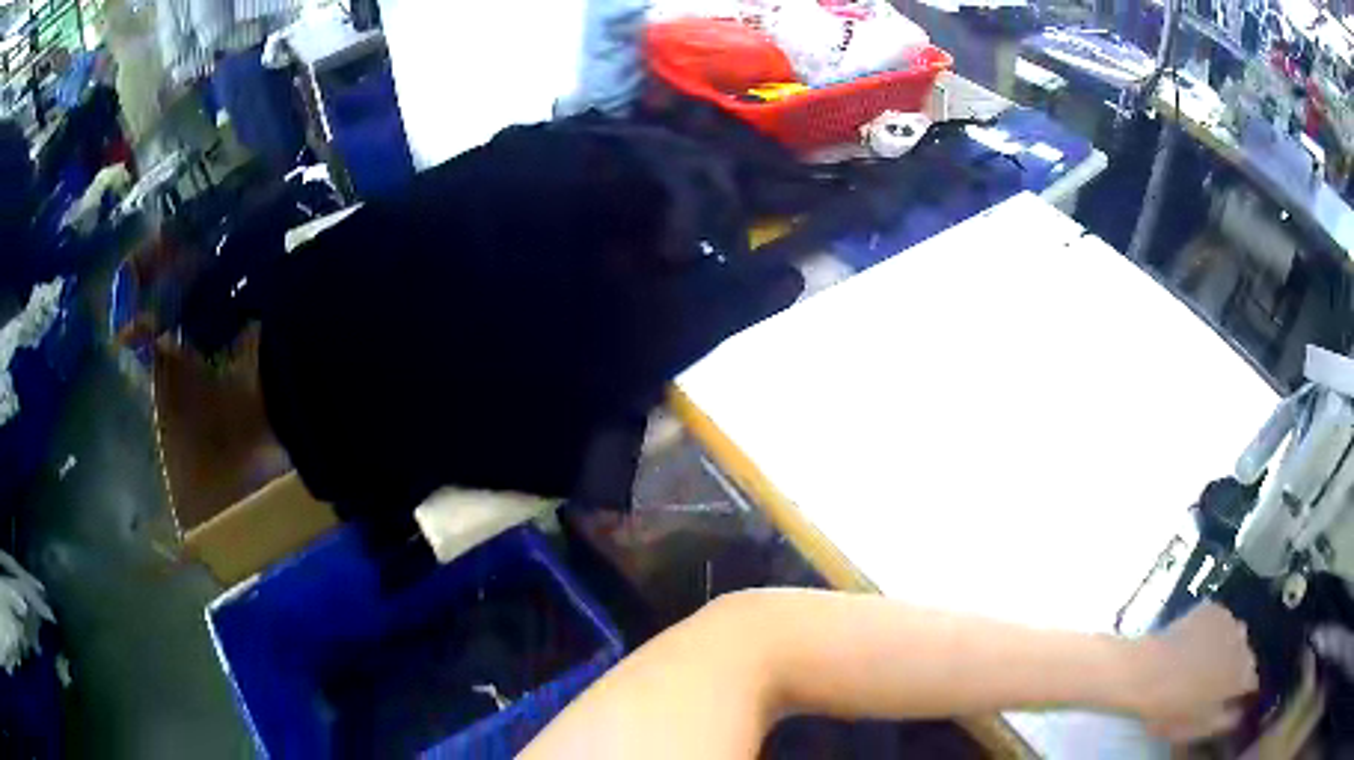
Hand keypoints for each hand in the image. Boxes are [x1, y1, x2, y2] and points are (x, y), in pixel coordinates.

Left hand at [1130, 602, 1258, 742]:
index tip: (1237, 698)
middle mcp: (1244, 643)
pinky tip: (1196, 643)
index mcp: (1243, 674)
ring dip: (1227, 647)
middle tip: (1217, 682)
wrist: (1148, 672)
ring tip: (1206, 662)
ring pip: (1235, 636)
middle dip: (1237, 668)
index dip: (1246, 691)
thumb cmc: (1173, 709)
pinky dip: (1213, 631)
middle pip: (1246, 657)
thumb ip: (1226, 721)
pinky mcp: (1213, 608)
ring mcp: (1230, 621)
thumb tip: (1240, 715)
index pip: (1254, 681)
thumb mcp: (1199, 727)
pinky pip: (1219, 621)